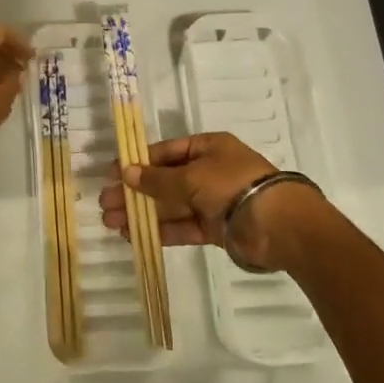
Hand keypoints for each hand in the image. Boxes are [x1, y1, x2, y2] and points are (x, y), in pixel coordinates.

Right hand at [99, 131, 328, 271]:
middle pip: (164, 180)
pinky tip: (135, 235)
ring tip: (112, 222)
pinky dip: (160, 230)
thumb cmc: (233, 185)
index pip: (166, 152)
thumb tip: (126, 173)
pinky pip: (182, 226)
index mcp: (207, 148)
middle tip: (105, 203)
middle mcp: (209, 171)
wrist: (278, 225)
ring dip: (142, 212)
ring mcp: (212, 201)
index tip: (112, 173)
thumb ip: (158, 179)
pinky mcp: (215, 228)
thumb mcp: (192, 176)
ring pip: (170, 205)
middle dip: (135, 191)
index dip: (139, 162)